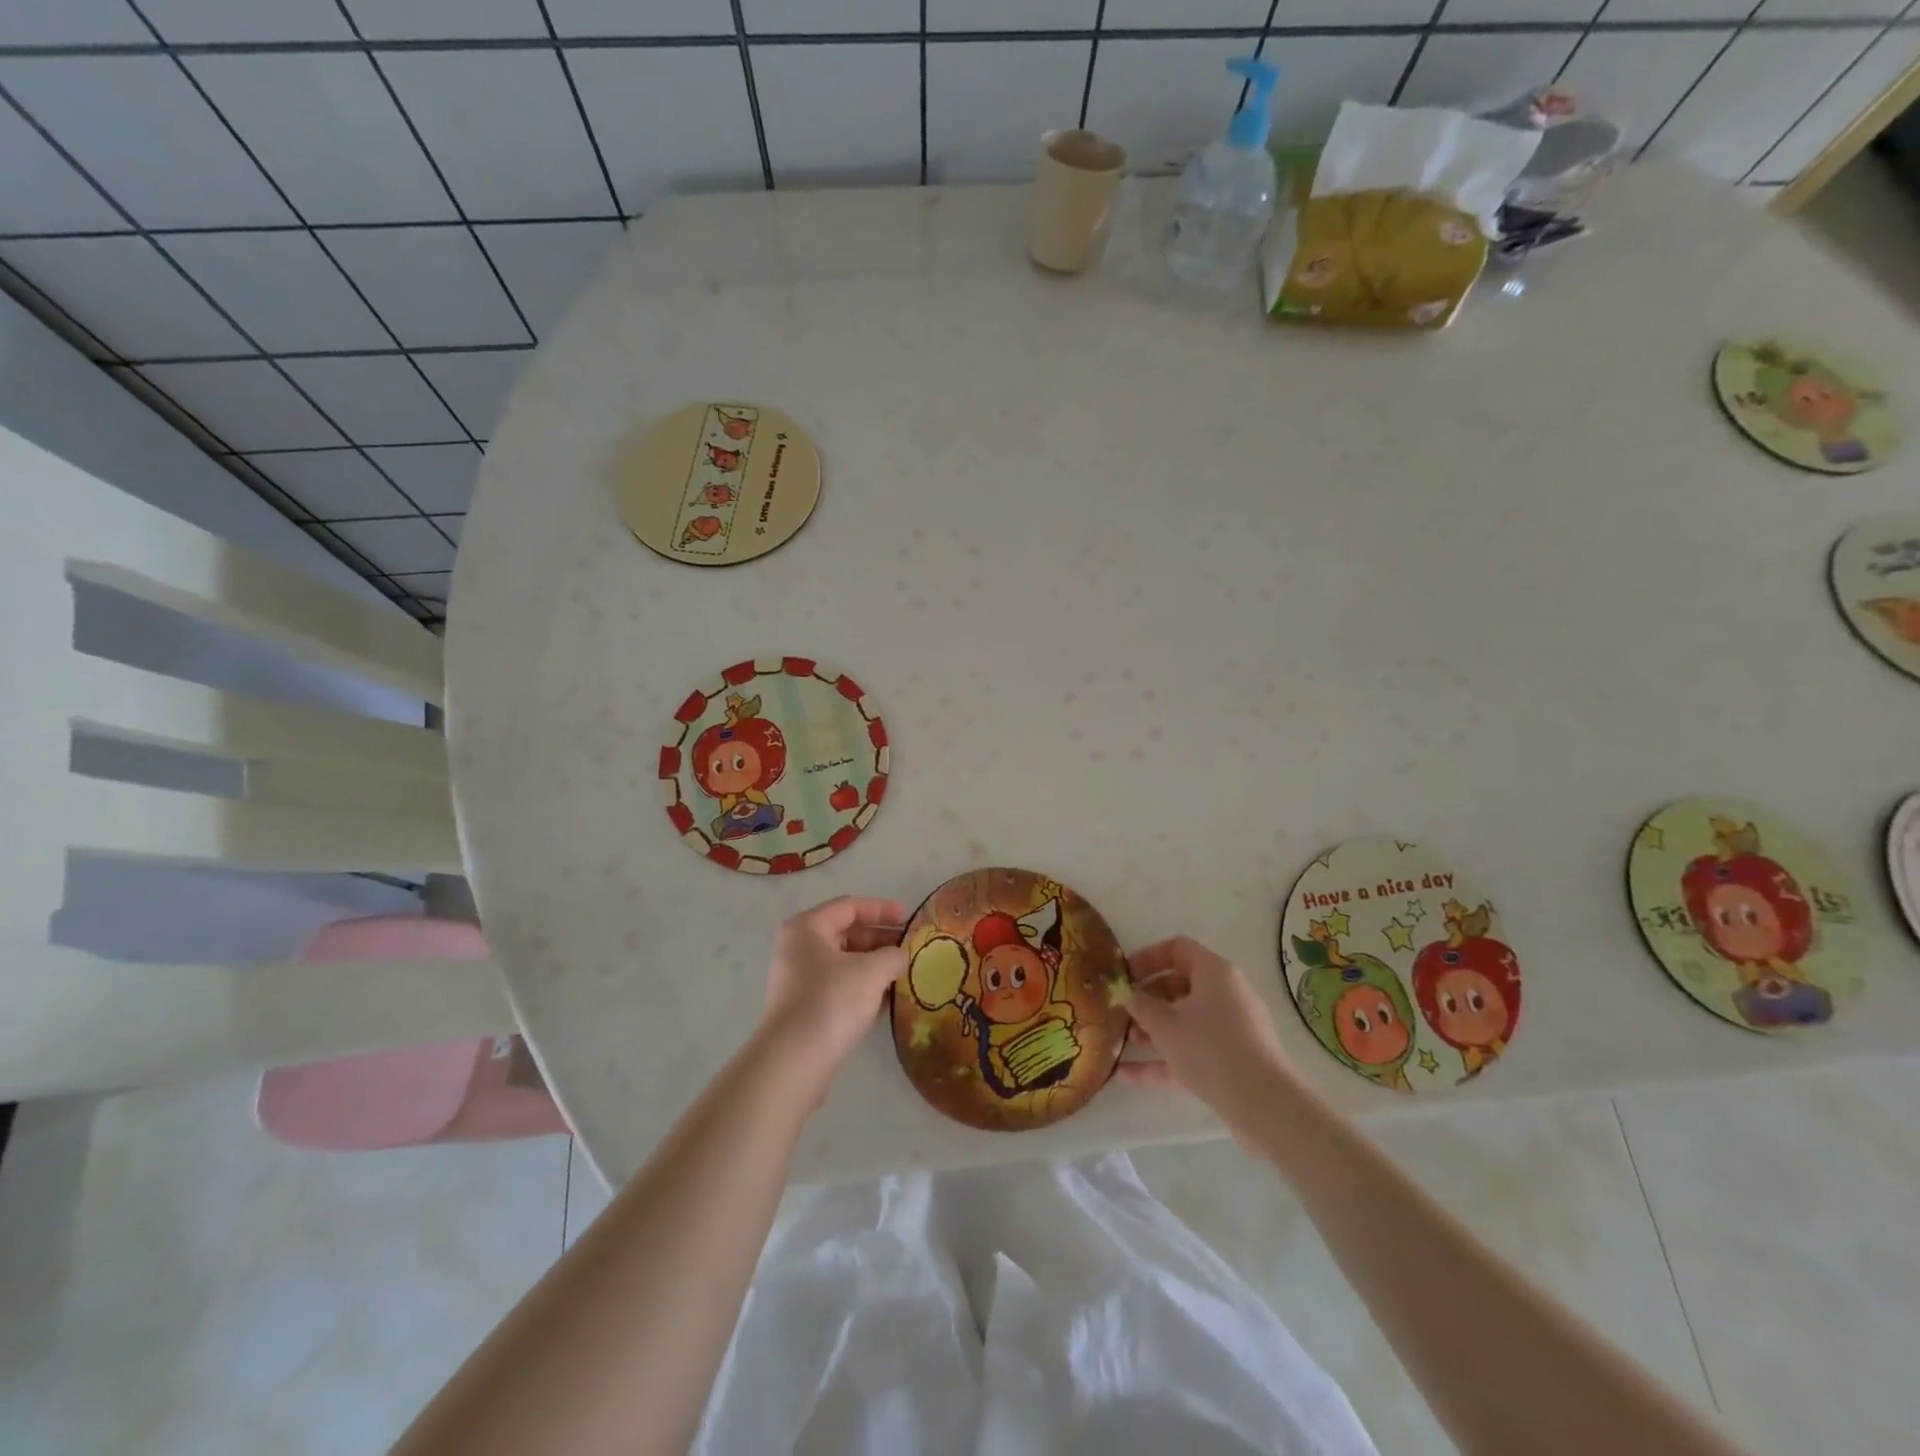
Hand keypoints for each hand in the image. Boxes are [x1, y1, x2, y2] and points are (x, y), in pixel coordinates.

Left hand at [755, 896, 906, 1104]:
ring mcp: (798, 979)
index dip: (881, 909)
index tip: (909, 917)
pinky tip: (888, 999)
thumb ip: (893, 955)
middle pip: (845, 933)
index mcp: (807, 928)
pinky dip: (863, 986)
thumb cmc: (831, 1002)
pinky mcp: (804, 1008)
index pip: (849, 906)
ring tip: (904, 972)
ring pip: (844, 962)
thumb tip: (900, 955)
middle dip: (880, 938)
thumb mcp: (872, 971)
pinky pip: (839, 986)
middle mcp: (798, 948)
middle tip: (910, 947)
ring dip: (874, 964)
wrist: (794, 1062)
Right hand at [1120, 935, 1293, 1136]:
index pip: (1177, 949)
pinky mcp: (1233, 1061)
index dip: (1147, 957)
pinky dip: (1164, 1060)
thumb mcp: (1164, 1024)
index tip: (1124, 976)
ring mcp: (1232, 1029)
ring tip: (1123, 1043)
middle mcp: (1226, 994)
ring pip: (1185, 1021)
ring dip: (1153, 1030)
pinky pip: (1192, 1051)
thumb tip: (1129, 995)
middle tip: (1123, 1011)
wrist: (1263, 1104)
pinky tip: (1127, 1076)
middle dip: (1148, 999)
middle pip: (1180, 986)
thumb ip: (1141, 1005)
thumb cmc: (1209, 1048)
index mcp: (1214, 972)